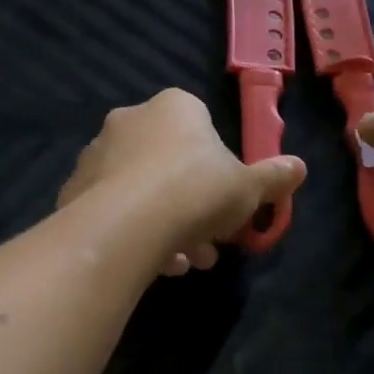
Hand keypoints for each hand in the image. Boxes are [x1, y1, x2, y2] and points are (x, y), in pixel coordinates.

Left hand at [58, 90, 306, 275]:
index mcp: (174, 107)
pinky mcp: (73, 190)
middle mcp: (130, 121)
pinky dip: (135, 235)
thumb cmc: (196, 193)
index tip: (227, 205)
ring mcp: (96, 155)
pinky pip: (114, 212)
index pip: (202, 130)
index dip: (219, 172)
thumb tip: (300, 167)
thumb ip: (273, 177)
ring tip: (184, 264)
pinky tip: (153, 265)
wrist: (125, 225)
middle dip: (194, 209)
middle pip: (170, 166)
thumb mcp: (248, 189)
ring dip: (167, 227)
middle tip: (209, 245)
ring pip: (142, 193)